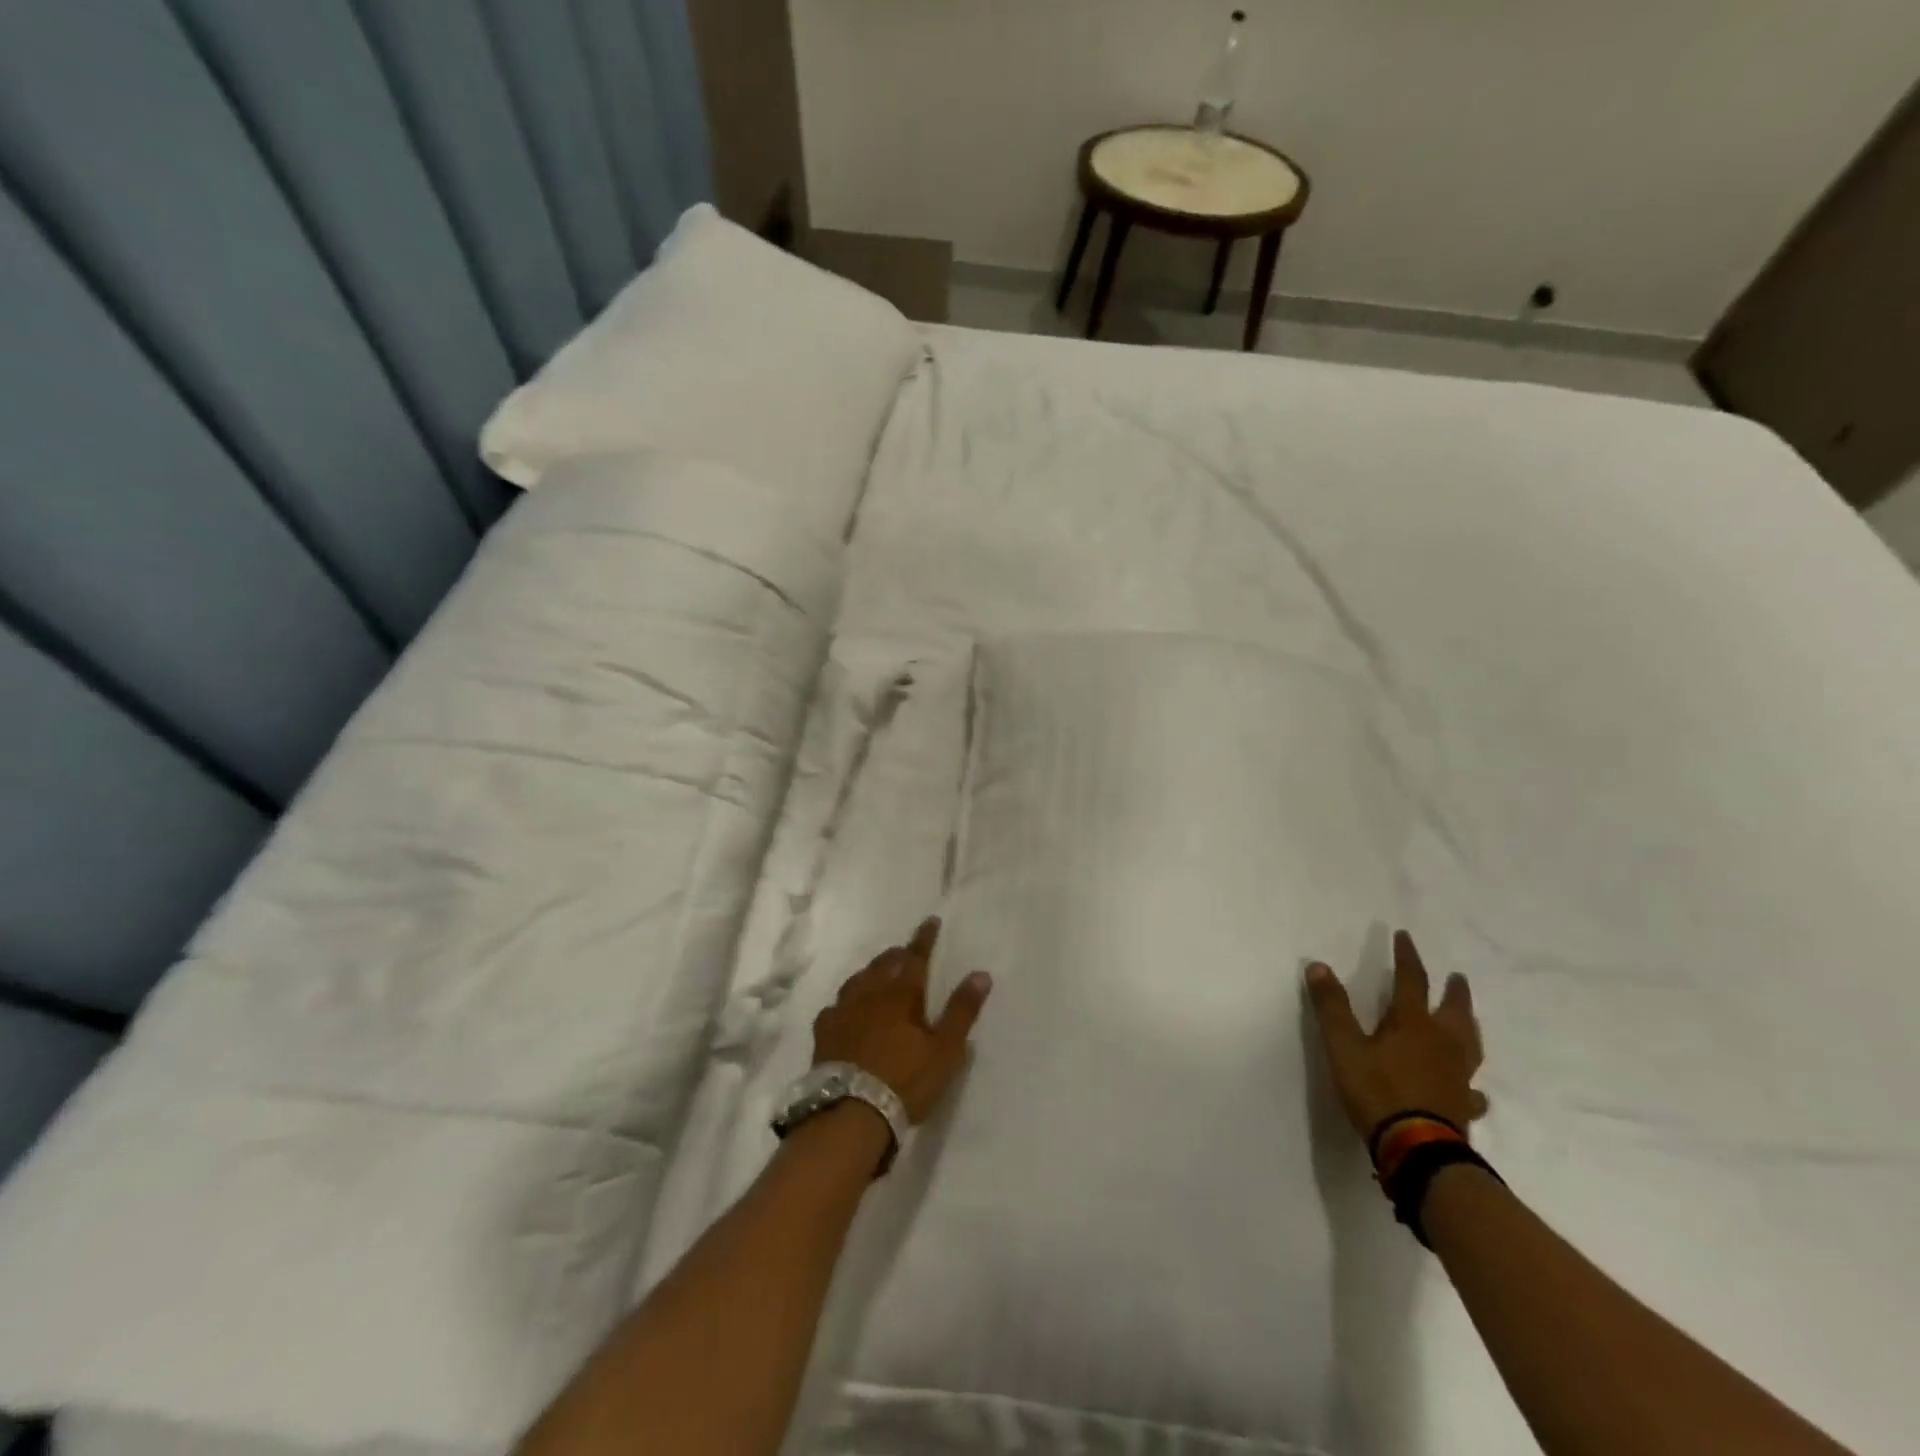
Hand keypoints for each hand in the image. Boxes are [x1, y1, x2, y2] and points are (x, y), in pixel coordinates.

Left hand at [812, 917, 992, 1122]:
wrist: (851, 1112)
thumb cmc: (905, 1080)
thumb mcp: (945, 1049)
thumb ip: (962, 1010)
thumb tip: (981, 973)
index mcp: (901, 994)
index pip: (915, 957)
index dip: (924, 938)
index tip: (931, 921)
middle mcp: (870, 994)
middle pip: (884, 964)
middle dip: (897, 954)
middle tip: (906, 952)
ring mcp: (843, 1012)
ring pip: (858, 980)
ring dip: (871, 972)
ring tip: (878, 973)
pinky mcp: (824, 1033)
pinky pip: (835, 1006)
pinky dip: (845, 1000)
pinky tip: (844, 1008)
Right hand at [1305, 930, 1488, 1140]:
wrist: (1418, 1150)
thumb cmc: (1378, 1092)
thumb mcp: (1344, 1046)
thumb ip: (1331, 1007)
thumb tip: (1318, 965)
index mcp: (1412, 1024)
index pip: (1411, 981)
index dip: (1407, 957)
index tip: (1405, 936)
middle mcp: (1441, 1044)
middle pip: (1453, 1011)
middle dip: (1453, 991)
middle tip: (1457, 977)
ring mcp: (1457, 1076)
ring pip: (1469, 1045)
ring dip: (1468, 1027)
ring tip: (1469, 1020)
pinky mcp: (1462, 1105)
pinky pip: (1472, 1089)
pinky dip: (1472, 1084)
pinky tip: (1475, 1089)